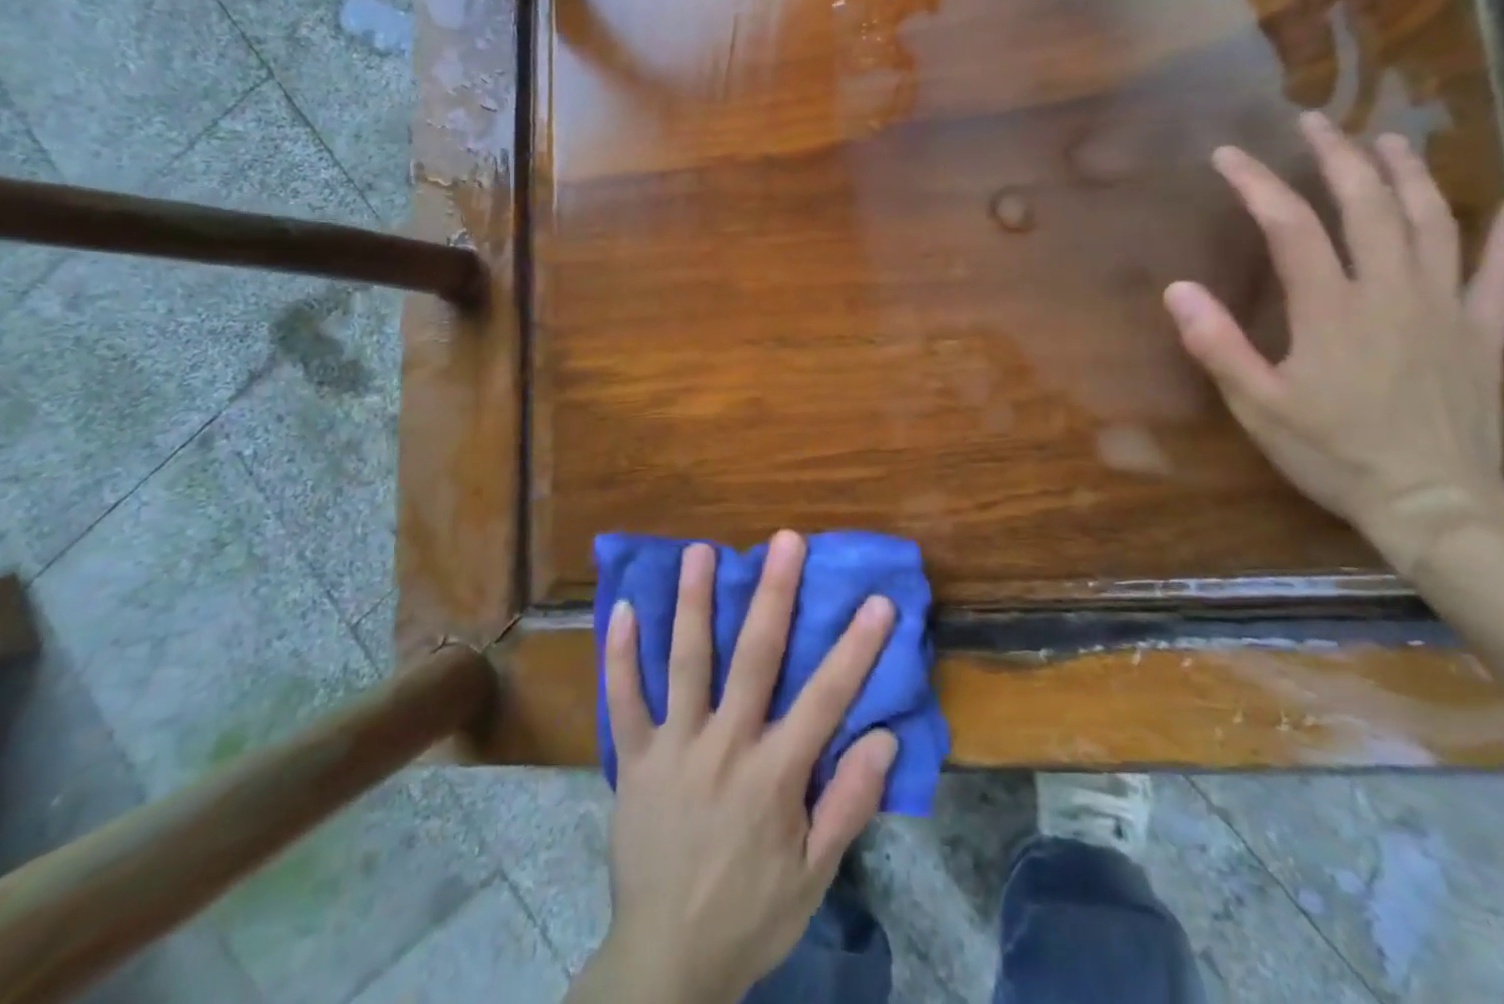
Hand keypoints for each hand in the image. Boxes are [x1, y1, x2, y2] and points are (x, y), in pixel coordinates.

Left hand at [579, 531, 898, 1003]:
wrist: (665, 966)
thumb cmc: (750, 915)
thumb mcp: (814, 875)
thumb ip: (849, 804)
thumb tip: (883, 737)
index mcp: (774, 774)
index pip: (825, 697)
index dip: (856, 648)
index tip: (878, 601)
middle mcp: (725, 746)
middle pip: (754, 657)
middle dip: (773, 594)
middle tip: (784, 541)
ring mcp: (674, 748)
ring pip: (685, 663)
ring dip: (694, 604)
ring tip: (700, 551)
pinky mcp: (633, 760)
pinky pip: (623, 701)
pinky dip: (620, 655)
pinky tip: (621, 608)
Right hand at [1162, 112, 1503, 573]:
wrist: (1433, 506)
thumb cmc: (1334, 455)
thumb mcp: (1258, 406)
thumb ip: (1217, 345)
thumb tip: (1177, 289)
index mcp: (1332, 308)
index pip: (1291, 224)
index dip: (1258, 182)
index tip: (1228, 154)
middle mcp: (1391, 292)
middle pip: (1369, 205)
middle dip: (1339, 156)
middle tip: (1315, 121)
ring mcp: (1445, 309)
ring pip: (1434, 223)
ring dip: (1410, 175)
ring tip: (1389, 140)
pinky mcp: (1482, 334)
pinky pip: (1501, 276)